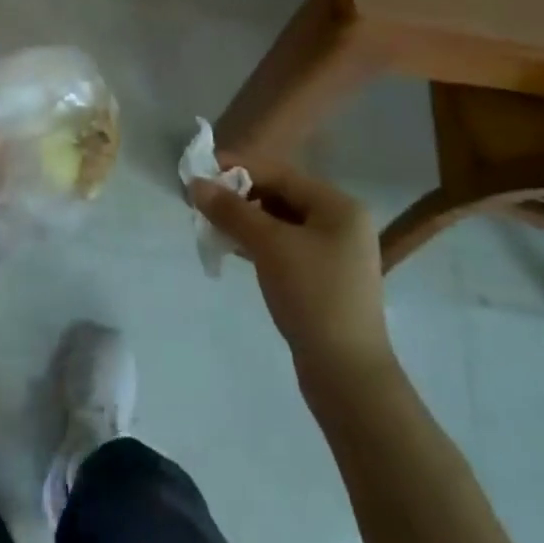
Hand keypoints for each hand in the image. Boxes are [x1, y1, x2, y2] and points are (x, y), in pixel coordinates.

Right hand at [193, 157, 392, 380]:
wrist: (347, 374)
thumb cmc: (312, 296)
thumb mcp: (269, 246)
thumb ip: (232, 211)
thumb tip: (196, 184)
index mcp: (338, 206)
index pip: (281, 173)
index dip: (239, 168)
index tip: (201, 171)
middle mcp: (341, 222)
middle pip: (281, 195)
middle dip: (240, 197)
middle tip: (203, 204)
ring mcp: (335, 252)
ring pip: (281, 223)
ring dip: (246, 221)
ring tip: (212, 226)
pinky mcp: (324, 278)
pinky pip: (285, 246)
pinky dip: (259, 243)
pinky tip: (233, 249)